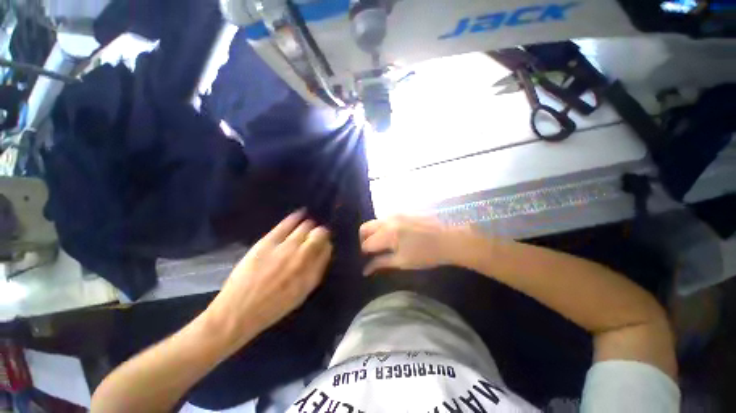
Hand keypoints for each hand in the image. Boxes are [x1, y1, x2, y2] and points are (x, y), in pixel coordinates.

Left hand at [205, 210, 332, 349]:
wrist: (238, 312)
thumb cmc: (273, 307)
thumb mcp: (301, 295)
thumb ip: (315, 272)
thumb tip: (323, 253)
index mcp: (312, 274)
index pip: (327, 249)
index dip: (326, 244)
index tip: (323, 244)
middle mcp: (302, 258)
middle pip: (320, 235)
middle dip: (321, 232)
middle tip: (316, 234)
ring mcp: (285, 248)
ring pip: (306, 227)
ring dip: (309, 225)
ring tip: (307, 226)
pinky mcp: (268, 242)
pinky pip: (287, 224)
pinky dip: (296, 217)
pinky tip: (301, 213)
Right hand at [360, 216, 460, 274]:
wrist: (449, 239)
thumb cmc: (427, 254)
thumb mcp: (402, 262)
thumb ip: (381, 263)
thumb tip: (364, 270)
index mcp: (387, 233)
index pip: (366, 244)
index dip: (365, 253)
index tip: (369, 260)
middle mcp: (388, 220)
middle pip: (365, 228)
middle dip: (364, 240)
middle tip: (371, 251)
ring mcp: (395, 213)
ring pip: (374, 222)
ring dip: (373, 233)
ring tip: (382, 244)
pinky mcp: (402, 212)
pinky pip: (385, 219)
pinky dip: (382, 228)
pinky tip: (393, 236)